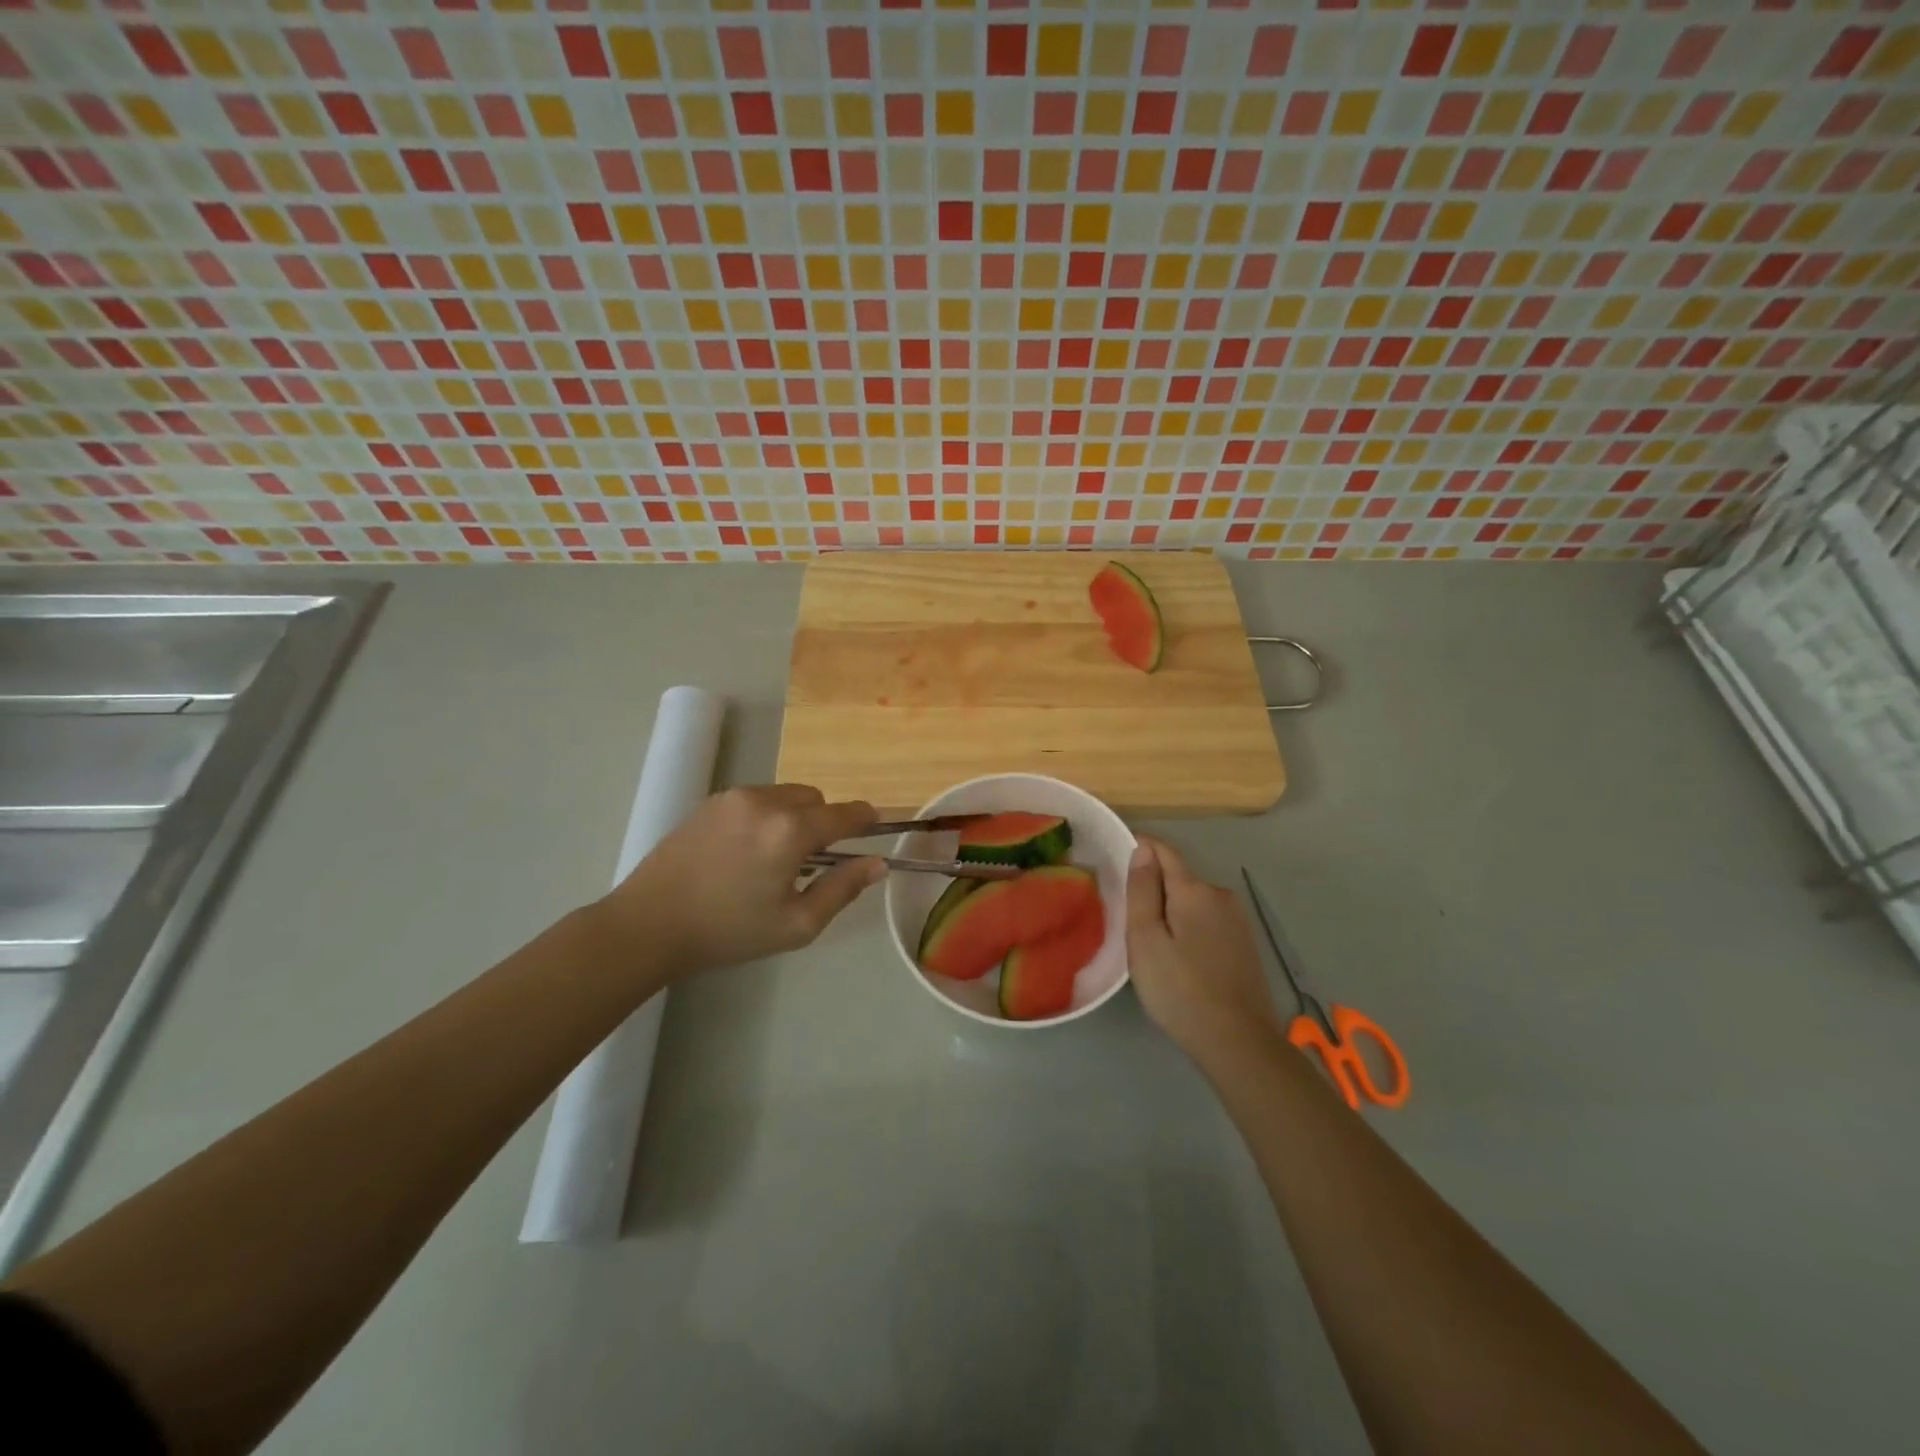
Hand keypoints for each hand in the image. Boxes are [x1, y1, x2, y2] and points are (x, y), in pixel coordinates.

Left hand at [597, 784, 884, 977]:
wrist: (649, 924)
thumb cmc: (728, 931)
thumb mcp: (796, 924)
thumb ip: (843, 889)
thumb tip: (877, 863)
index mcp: (791, 830)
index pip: (844, 813)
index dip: (865, 819)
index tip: (875, 827)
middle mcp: (766, 801)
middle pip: (816, 799)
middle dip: (824, 822)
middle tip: (813, 861)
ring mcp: (735, 796)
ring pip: (786, 794)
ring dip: (796, 816)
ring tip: (777, 856)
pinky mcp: (711, 801)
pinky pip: (758, 798)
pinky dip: (768, 814)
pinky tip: (748, 851)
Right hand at [1126, 837, 1285, 1063]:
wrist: (1238, 1042)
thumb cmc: (1180, 989)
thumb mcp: (1145, 939)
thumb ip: (1141, 890)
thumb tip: (1142, 849)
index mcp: (1195, 890)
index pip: (1163, 850)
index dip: (1138, 847)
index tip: (1114, 858)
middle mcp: (1220, 895)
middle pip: (1179, 876)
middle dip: (1152, 885)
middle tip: (1125, 914)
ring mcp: (1237, 920)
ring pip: (1193, 900)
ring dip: (1170, 908)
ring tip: (1148, 939)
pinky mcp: (1243, 944)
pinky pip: (1207, 920)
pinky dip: (1187, 926)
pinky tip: (1178, 955)